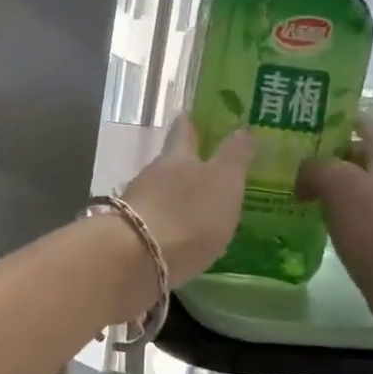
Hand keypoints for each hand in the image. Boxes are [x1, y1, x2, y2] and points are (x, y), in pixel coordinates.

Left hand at [119, 118, 253, 287]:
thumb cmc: (188, 213)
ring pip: (159, 193)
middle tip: (207, 169)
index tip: (194, 115)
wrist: (137, 258)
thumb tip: (242, 128)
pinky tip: (180, 237)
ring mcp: (137, 205)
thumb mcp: (224, 181)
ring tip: (197, 208)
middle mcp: (152, 175)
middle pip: (169, 163)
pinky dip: (167, 225)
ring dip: (175, 198)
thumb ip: (234, 156)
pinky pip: (154, 222)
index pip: (184, 130)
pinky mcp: (130, 235)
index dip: (190, 122)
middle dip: (185, 165)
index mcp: (178, 157)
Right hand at [296, 123, 372, 322]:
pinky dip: (330, 211)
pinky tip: (307, 218)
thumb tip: (305, 175)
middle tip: (283, 157)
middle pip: (353, 154)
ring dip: (322, 185)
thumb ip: (316, 166)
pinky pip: (352, 213)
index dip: (332, 118)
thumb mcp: (338, 183)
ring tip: (287, 187)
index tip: (299, 120)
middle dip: (321, 154)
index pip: (360, 122)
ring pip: (350, 185)